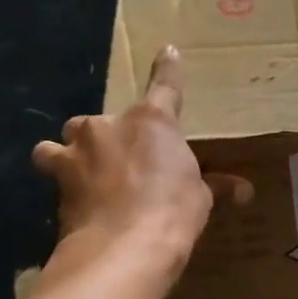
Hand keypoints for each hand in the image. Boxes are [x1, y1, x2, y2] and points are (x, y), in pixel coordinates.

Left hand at [32, 47, 246, 267]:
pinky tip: (75, 205)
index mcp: (152, 122)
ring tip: (81, 175)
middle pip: (100, 122)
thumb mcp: (200, 198)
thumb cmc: (173, 212)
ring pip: (61, 143)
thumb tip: (244, 191)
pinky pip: (53, 172)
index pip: (165, 86)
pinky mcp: (56, 179)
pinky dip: (63, 185)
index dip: (168, 68)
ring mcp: (77, 151)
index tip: (168, 50)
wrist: (123, 247)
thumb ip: (213, 185)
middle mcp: (109, 126)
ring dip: (69, 154)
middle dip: (106, 139)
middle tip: (121, 165)